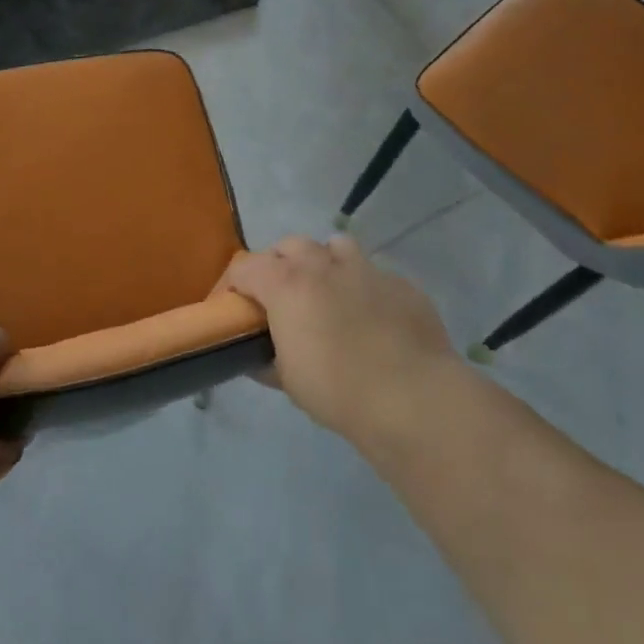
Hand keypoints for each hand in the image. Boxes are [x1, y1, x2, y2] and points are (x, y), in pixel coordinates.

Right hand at [220, 235, 458, 449]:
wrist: (413, 397)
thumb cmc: (337, 390)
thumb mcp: (288, 380)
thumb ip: (266, 359)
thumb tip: (257, 357)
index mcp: (287, 284)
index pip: (244, 266)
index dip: (231, 284)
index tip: (230, 307)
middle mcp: (323, 265)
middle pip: (289, 245)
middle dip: (278, 264)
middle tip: (280, 298)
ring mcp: (367, 269)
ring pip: (336, 245)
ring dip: (324, 262)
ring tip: (328, 294)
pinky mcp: (402, 284)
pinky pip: (374, 274)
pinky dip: (364, 288)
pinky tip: (373, 320)